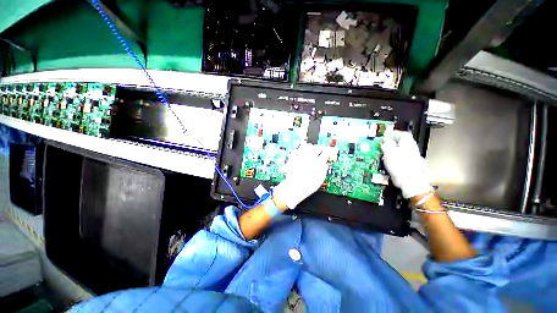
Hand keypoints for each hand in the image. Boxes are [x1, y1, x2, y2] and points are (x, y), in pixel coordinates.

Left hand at [272, 144, 329, 208]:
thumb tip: (326, 164)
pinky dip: (301, 149)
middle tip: (319, 151)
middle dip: (319, 149)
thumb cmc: (306, 187)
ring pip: (307, 147)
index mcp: (317, 165)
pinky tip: (303, 152)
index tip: (326, 153)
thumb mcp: (319, 181)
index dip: (327, 153)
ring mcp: (300, 157)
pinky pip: (298, 149)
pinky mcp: (293, 157)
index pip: (325, 154)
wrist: (293, 188)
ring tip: (311, 150)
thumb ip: (323, 171)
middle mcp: (309, 159)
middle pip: (316, 148)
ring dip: (310, 147)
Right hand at [381, 130, 432, 198]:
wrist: (409, 181)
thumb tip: (385, 141)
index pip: (402, 133)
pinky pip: (400, 159)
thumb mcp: (389, 152)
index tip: (385, 135)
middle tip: (383, 145)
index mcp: (408, 143)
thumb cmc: (401, 166)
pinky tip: (388, 163)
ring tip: (384, 154)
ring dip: (392, 151)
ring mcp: (411, 158)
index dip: (393, 133)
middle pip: (401, 142)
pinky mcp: (409, 166)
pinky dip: (394, 159)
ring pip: (400, 151)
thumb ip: (387, 144)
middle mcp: (412, 149)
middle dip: (391, 143)